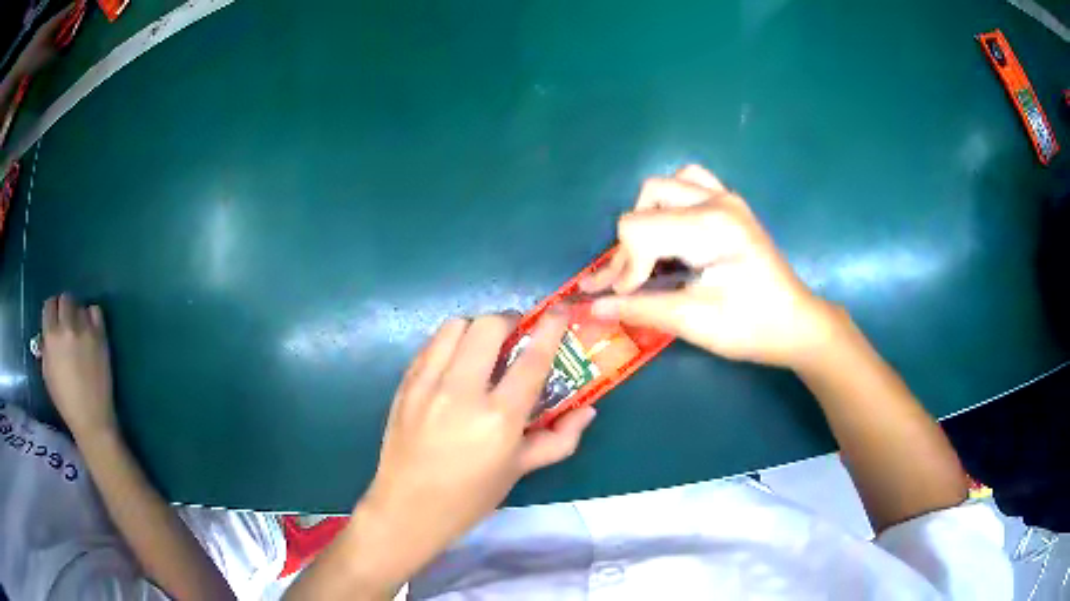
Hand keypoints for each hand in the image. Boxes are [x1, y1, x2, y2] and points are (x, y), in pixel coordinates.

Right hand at [41, 294, 116, 438]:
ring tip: (78, 330)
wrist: (91, 418)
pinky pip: (96, 311)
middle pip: (65, 299)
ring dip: (78, 314)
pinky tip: (90, 330)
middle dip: (64, 308)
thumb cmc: (65, 401)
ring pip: (80, 304)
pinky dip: (92, 316)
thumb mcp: (47, 373)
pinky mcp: (101, 335)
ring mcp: (85, 329)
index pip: (49, 305)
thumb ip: (45, 348)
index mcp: (51, 337)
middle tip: (66, 323)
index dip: (51, 312)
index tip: (54, 320)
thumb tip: (46, 335)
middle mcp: (67, 327)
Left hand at [359, 313, 595, 580]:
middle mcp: (461, 393)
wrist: (408, 508)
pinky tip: (454, 363)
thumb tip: (588, 410)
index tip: (559, 310)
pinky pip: (430, 346)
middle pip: (488, 326)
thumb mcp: (519, 470)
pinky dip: (448, 343)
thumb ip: (559, 439)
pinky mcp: (404, 385)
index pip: (531, 360)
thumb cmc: (470, 497)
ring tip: (482, 347)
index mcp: (498, 419)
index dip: (549, 328)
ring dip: (476, 328)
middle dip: (509, 321)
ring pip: (454, 326)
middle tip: (516, 335)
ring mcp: (427, 386)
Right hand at [582, 164, 841, 367]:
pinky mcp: (731, 204)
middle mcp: (717, 200)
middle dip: (631, 244)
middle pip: (646, 201)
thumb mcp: (695, 322)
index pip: (639, 229)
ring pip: (664, 185)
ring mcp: (726, 197)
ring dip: (648, 216)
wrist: (796, 324)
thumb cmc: (752, 328)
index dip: (624, 266)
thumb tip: (593, 307)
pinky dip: (671, 202)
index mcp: (711, 227)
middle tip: (633, 282)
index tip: (627, 298)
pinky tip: (674, 229)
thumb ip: (641, 309)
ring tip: (651, 252)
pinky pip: (689, 182)